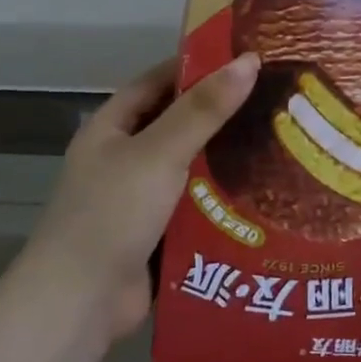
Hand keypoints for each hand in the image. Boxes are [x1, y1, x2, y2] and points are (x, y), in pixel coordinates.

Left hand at [26, 53, 260, 339]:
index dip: (197, 67)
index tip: (245, 60)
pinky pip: (195, 207)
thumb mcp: (160, 152)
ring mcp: (138, 199)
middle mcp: (123, 158)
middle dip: (221, 116)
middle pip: (177, 125)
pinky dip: (222, 201)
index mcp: (112, 128)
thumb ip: (204, 109)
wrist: (80, 301)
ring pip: (191, 168)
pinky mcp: (156, 234)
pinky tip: (264, 195)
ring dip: (226, 161)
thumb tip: (249, 61)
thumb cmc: (113, 212)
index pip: (158, 82)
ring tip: (280, 144)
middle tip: (274, 102)